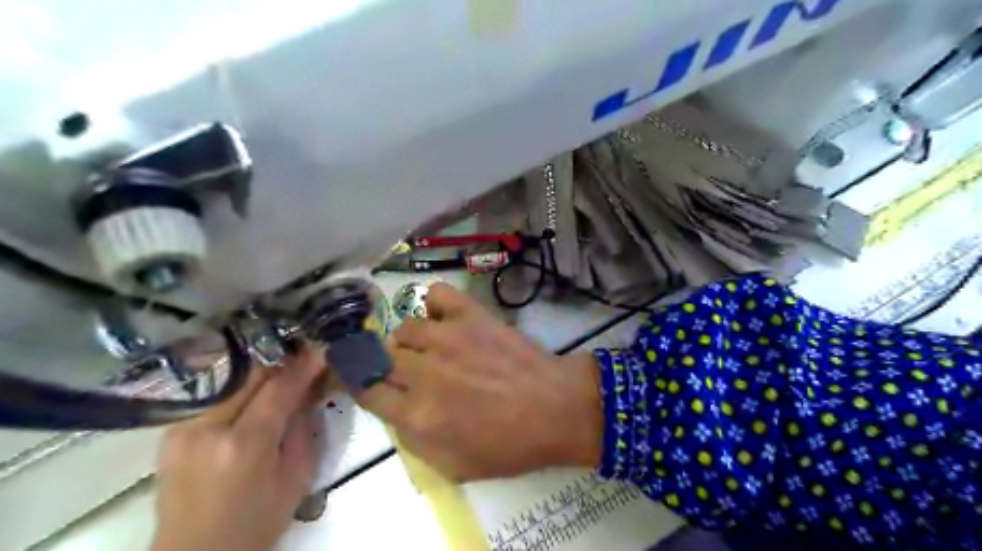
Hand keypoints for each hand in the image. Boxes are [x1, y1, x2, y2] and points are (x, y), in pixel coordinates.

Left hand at [151, 347, 323, 550]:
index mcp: (244, 445)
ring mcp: (183, 429)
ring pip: (231, 381)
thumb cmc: (256, 522)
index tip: (322, 348)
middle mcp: (208, 429)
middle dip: (281, 363)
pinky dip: (240, 390)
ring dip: (261, 375)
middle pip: (250, 375)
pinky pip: (215, 397)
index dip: (303, 366)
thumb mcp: (296, 477)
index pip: (279, 388)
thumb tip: (311, 389)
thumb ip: (305, 427)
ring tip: (282, 376)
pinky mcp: (171, 433)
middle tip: (303, 357)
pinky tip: (254, 396)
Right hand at [354, 284, 602, 482]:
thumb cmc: (510, 445)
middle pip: (382, 358)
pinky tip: (445, 318)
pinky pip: (436, 294)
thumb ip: (413, 442)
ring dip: (412, 340)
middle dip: (391, 367)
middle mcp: (422, 371)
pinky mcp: (470, 314)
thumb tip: (395, 411)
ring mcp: (446, 337)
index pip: (367, 392)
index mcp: (416, 414)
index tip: (371, 384)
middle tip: (412, 373)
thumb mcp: (454, 466)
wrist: (556, 408)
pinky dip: (435, 303)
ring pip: (404, 328)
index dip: (364, 387)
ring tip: (432, 348)